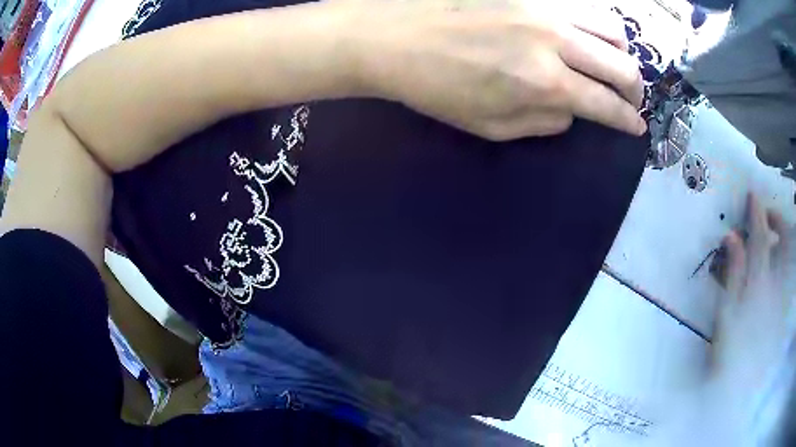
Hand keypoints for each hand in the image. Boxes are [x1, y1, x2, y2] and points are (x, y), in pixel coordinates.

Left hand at [351, 1, 645, 139]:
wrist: (393, 38)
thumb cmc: (437, 88)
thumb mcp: (492, 126)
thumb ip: (544, 122)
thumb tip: (574, 111)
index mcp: (546, 84)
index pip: (607, 105)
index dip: (627, 120)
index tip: (636, 126)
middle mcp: (556, 41)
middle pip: (622, 65)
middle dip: (635, 89)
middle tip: (630, 98)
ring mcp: (543, 8)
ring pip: (610, 27)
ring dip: (622, 52)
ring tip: (613, 64)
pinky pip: (580, 6)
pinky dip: (595, 25)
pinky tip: (587, 35)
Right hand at [711, 193, 791, 389]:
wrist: (742, 387)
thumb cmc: (730, 351)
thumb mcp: (726, 312)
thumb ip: (733, 272)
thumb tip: (732, 237)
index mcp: (759, 281)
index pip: (760, 235)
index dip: (756, 212)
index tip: (752, 196)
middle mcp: (775, 281)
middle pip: (782, 240)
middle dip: (775, 221)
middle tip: (766, 216)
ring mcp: (780, 293)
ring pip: (787, 255)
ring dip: (781, 238)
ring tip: (772, 237)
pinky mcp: (781, 306)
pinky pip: (786, 273)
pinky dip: (782, 261)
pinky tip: (775, 267)